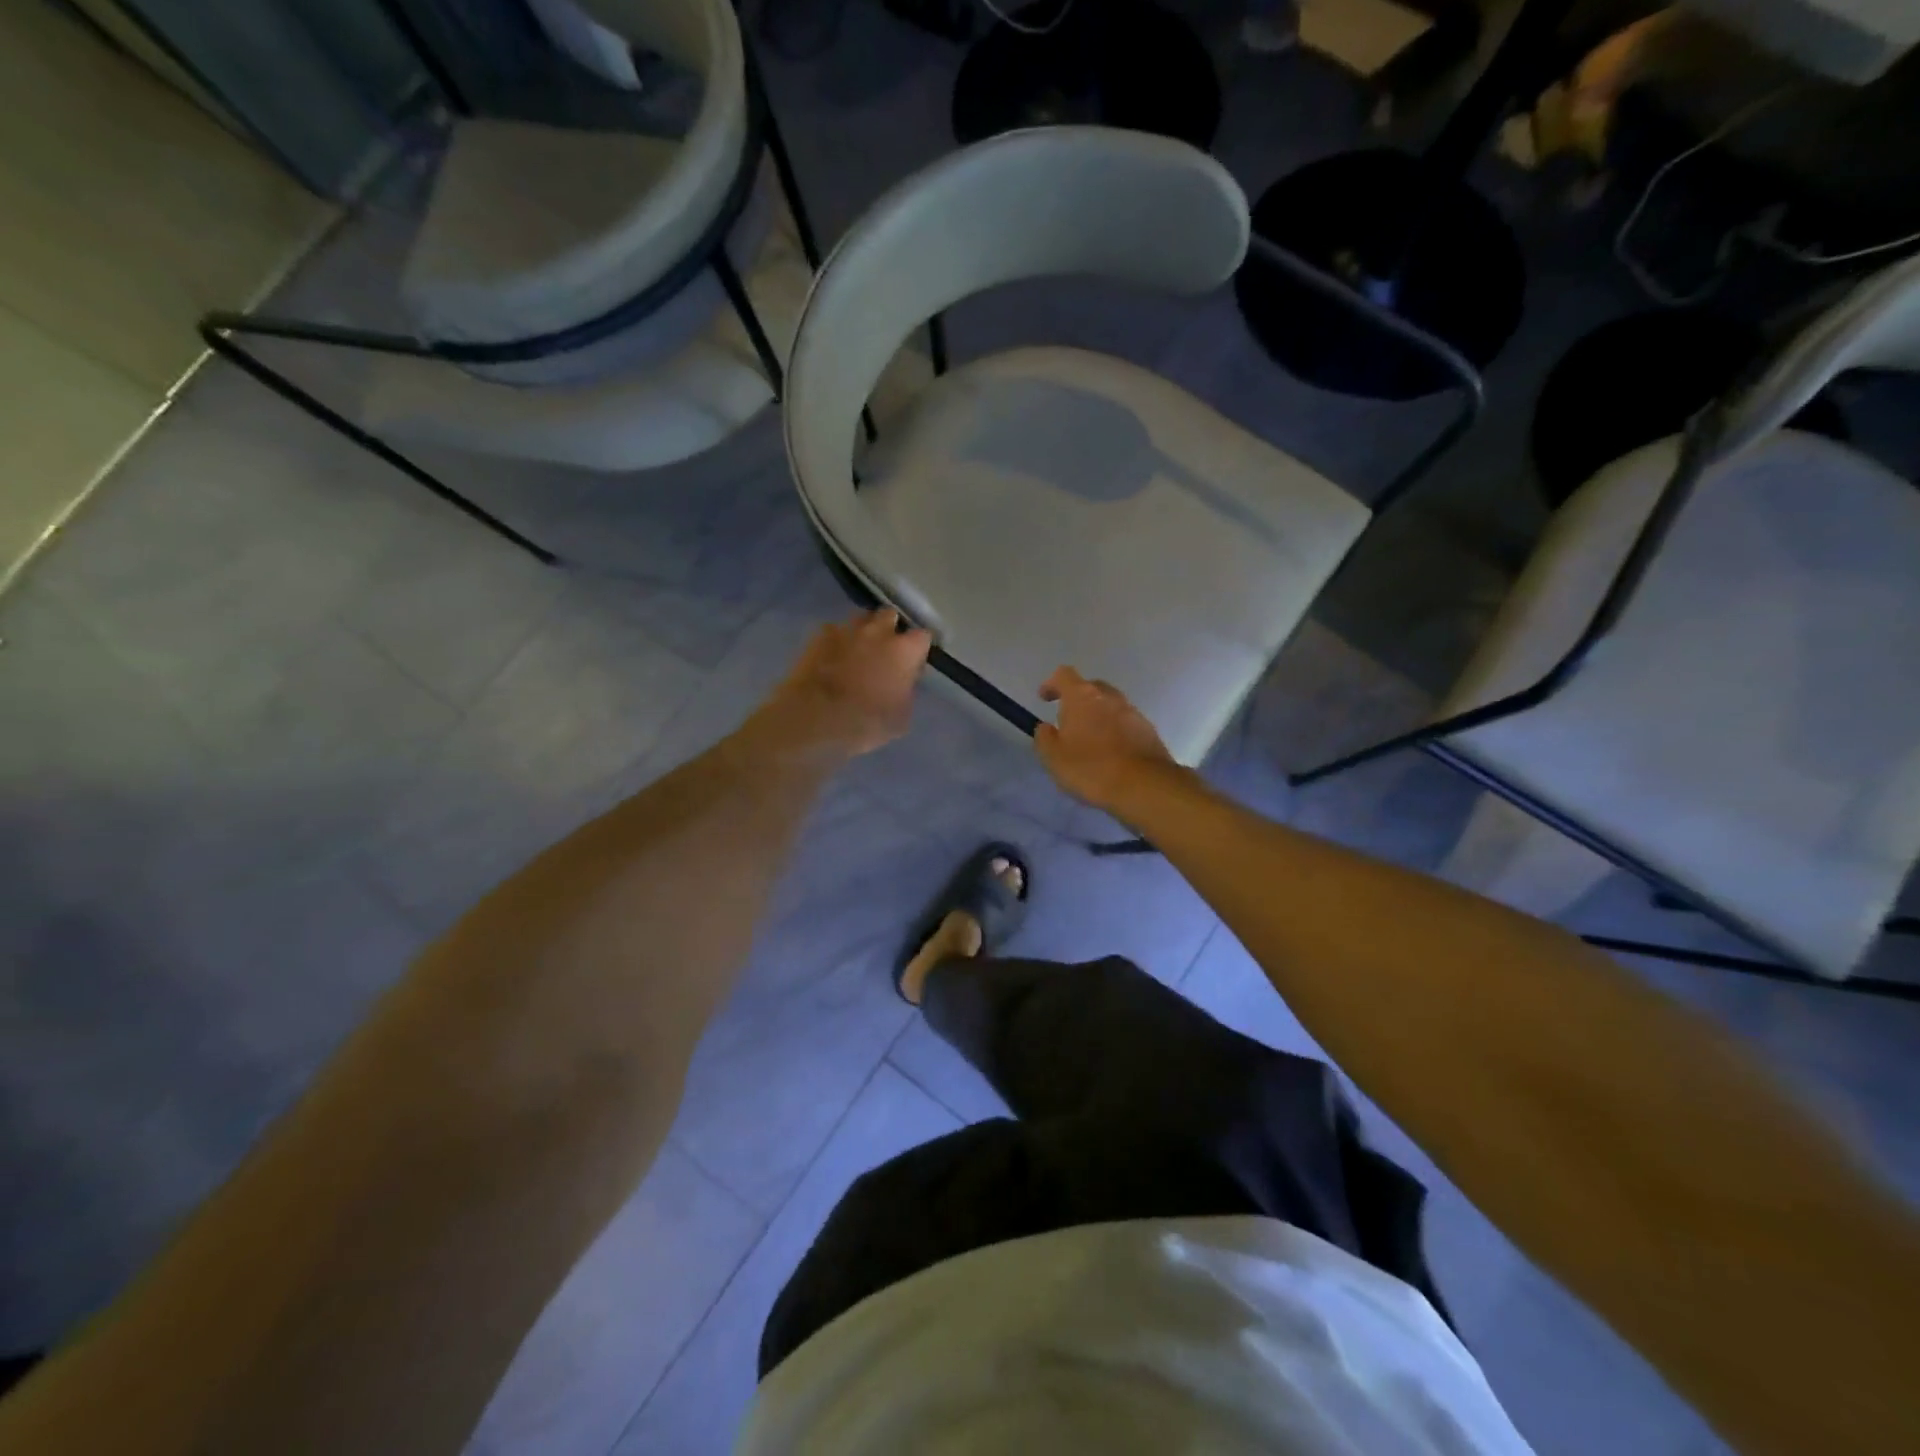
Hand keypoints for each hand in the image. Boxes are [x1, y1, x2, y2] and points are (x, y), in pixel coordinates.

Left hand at [757, 608, 932, 759]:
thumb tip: (902, 685)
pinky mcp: (819, 635)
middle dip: (890, 628)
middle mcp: (878, 631)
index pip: (923, 637)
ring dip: (863, 631)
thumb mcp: (900, 718)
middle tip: (885, 650)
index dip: (918, 649)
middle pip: (890, 615)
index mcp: (904, 650)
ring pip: (861, 619)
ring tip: (858, 651)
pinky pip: (834, 631)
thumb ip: (906, 693)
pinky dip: (837, 641)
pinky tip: (832, 657)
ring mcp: (847, 630)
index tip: (914, 662)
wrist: (814, 717)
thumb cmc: (865, 722)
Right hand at [1034, 667, 1176, 811]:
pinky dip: (1115, 732)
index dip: (1051, 684)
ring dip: (1098, 717)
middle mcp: (1109, 697)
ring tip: (1091, 742)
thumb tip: (1046, 728)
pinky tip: (1111, 754)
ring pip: (1110, 706)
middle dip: (1077, 700)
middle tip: (1069, 722)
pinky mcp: (1149, 730)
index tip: (1044, 698)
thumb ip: (1044, 738)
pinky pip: (1126, 723)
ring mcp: (1133, 712)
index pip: (1063, 675)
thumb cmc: (1091, 768)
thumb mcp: (1053, 758)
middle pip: (1090, 687)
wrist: (1144, 786)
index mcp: (1082, 696)